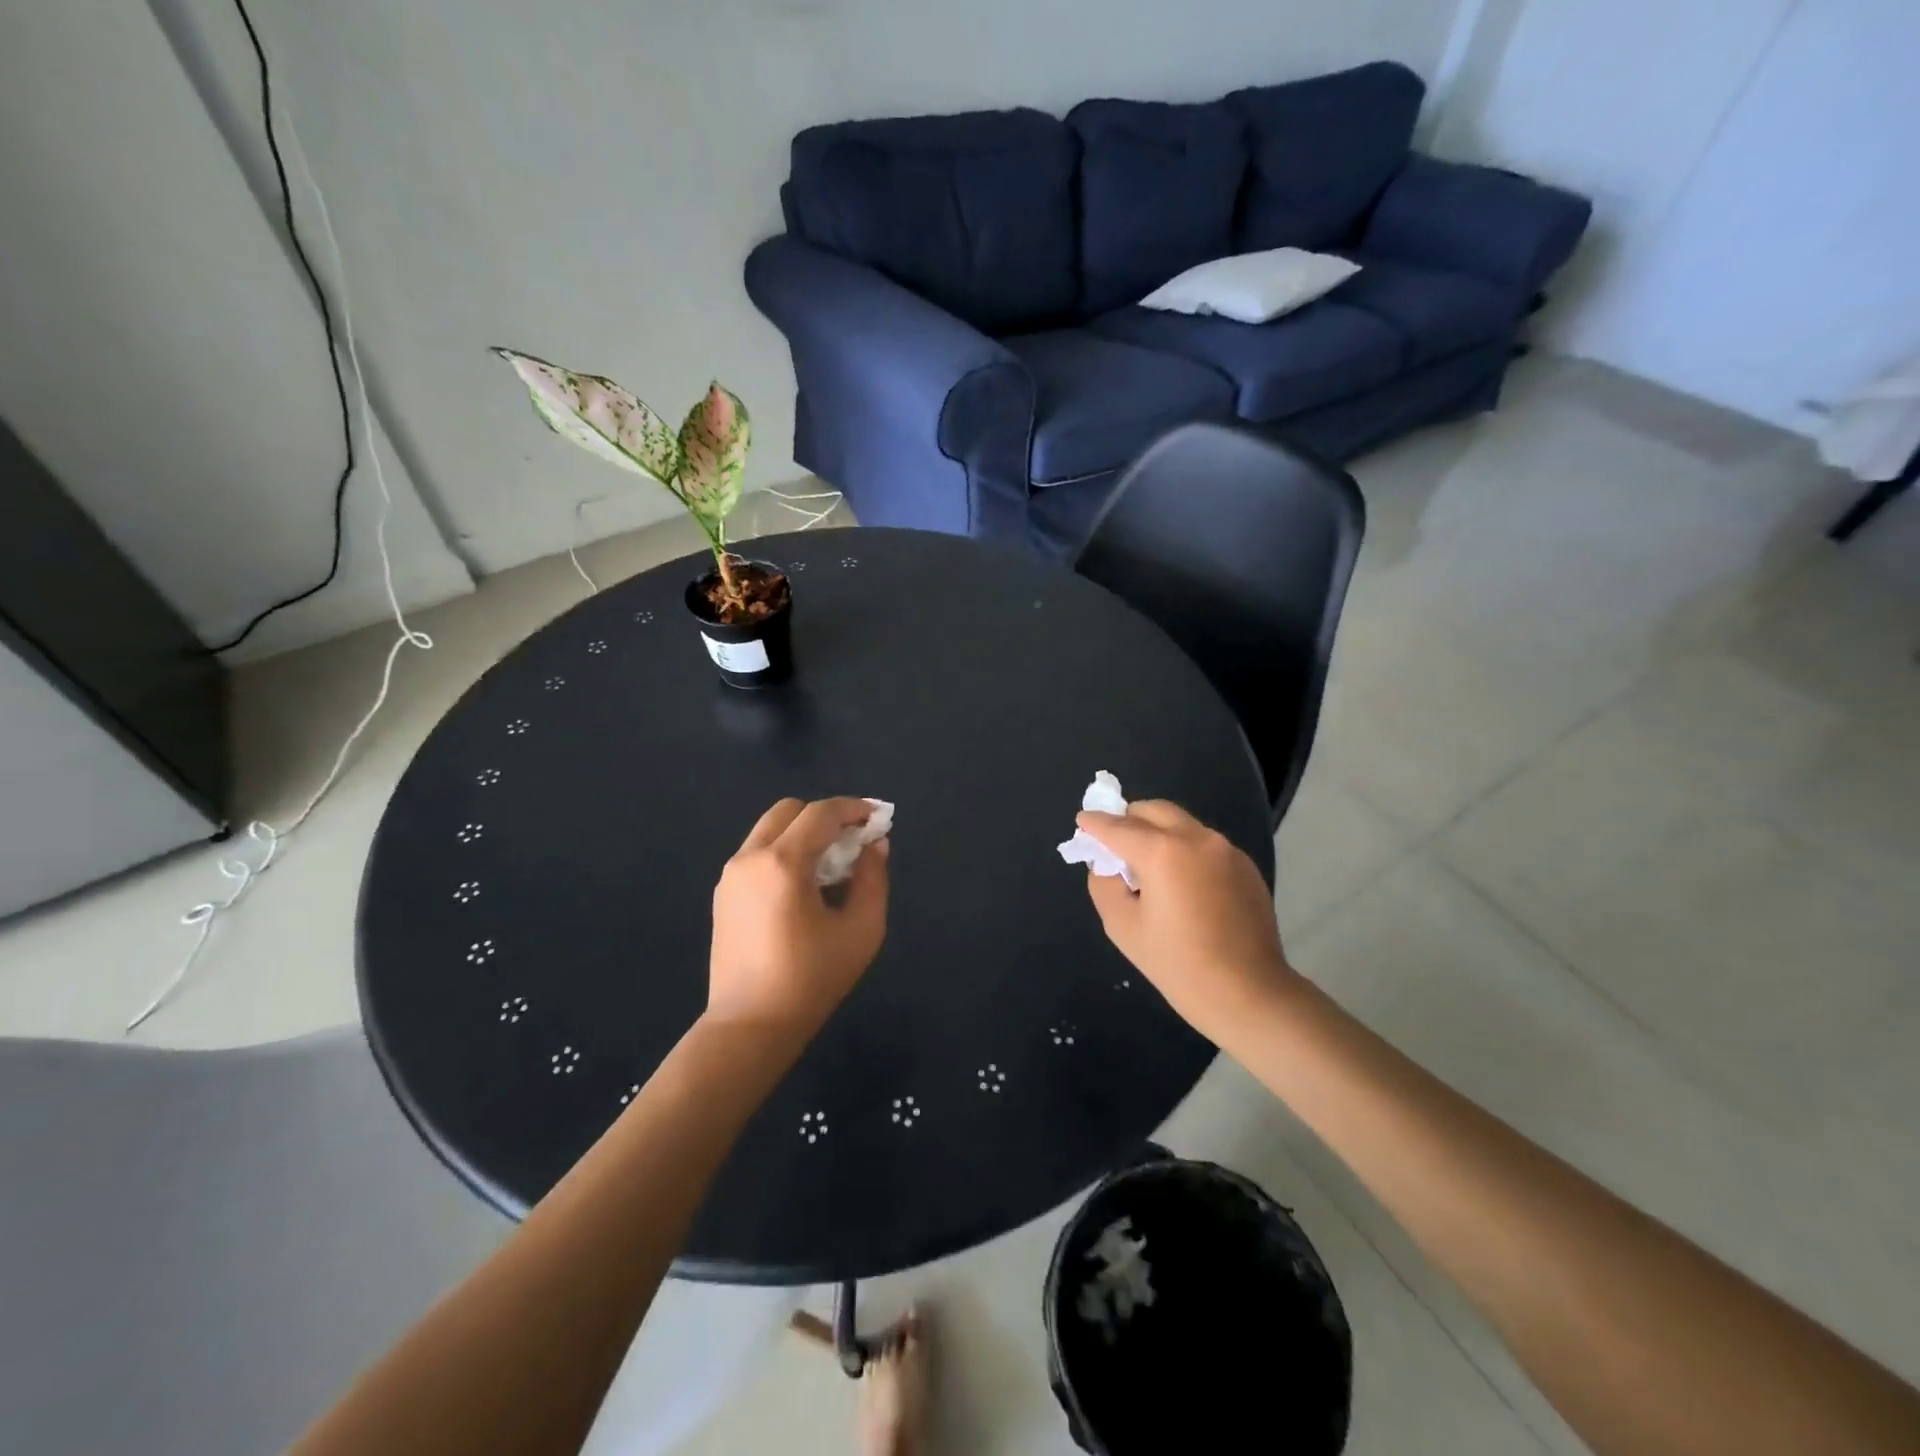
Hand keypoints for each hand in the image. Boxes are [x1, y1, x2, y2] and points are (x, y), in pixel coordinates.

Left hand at [706, 797, 888, 1043]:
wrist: (750, 1026)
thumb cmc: (812, 979)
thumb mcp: (861, 929)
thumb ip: (873, 878)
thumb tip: (874, 845)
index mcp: (782, 862)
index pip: (821, 813)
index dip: (854, 808)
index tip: (878, 817)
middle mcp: (750, 858)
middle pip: (789, 811)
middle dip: (825, 817)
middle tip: (853, 842)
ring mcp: (730, 876)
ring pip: (770, 831)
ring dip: (803, 835)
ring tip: (831, 868)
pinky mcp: (723, 895)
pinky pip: (757, 855)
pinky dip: (784, 853)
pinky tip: (804, 889)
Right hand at [1077, 800, 1300, 1044]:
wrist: (1248, 993)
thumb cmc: (1177, 964)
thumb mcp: (1122, 926)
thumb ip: (1104, 883)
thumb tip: (1108, 864)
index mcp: (1162, 851)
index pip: (1118, 827)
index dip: (1095, 823)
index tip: (1082, 821)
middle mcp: (1196, 838)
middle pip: (1154, 810)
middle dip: (1129, 819)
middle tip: (1114, 842)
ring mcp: (1226, 849)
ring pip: (1182, 824)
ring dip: (1158, 833)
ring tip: (1149, 867)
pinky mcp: (1244, 865)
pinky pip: (1204, 845)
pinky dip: (1185, 851)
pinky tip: (1183, 885)